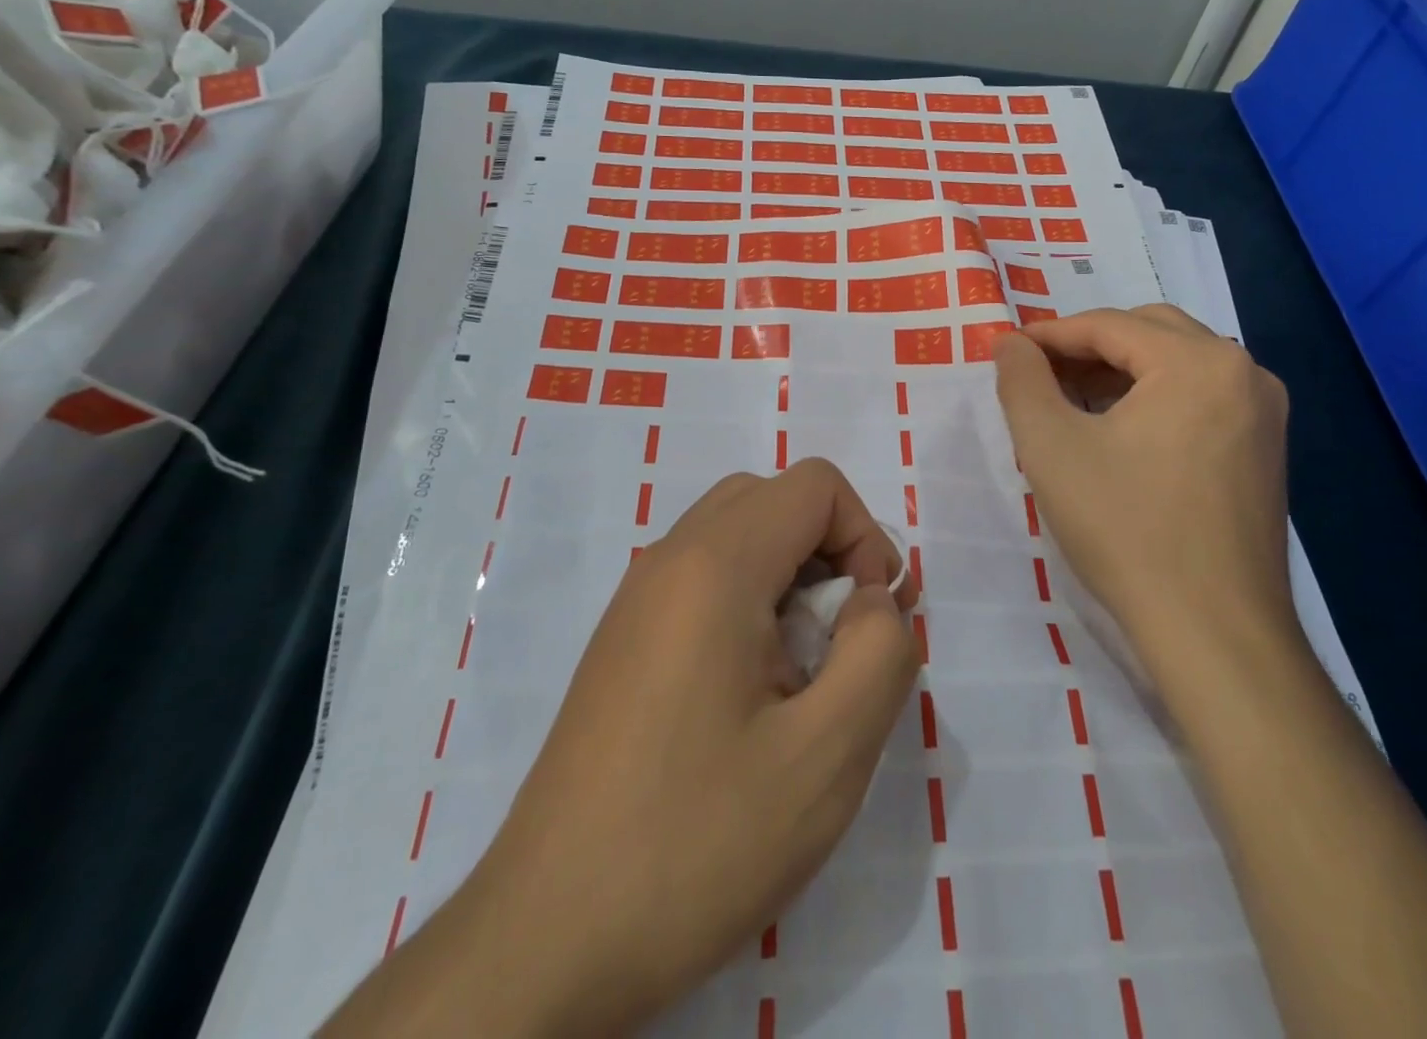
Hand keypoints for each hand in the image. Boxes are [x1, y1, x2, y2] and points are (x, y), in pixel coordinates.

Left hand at [322, 459, 920, 1038]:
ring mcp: (638, 598)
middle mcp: (668, 560)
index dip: (866, 537)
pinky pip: (704, 576)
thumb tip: (872, 602)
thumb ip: (879, 654)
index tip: (871, 622)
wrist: (547, 941)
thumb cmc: (695, 843)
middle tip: (843, 639)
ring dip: (791, 575)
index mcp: (714, 567)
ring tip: (803, 671)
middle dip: (830, 548)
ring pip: (737, 533)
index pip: (814, 486)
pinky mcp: (624, 639)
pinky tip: (752, 693)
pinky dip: (751, 598)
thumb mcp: (825, 759)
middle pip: (773, 499)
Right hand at [991, 305, 1293, 697]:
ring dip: (1120, 371)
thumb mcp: (1051, 447)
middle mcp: (1243, 372)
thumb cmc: (1126, 529)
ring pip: (1176, 365)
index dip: (1050, 335)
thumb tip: (1010, 342)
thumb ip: (1021, 380)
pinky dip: (1152, 399)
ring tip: (1070, 402)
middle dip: (1088, 347)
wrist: (1213, 632)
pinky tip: (1117, 432)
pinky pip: (1199, 398)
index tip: (1008, 351)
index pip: (1109, 324)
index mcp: (1198, 362)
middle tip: (1039, 375)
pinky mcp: (1264, 451)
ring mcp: (1263, 413)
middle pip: (1149, 333)